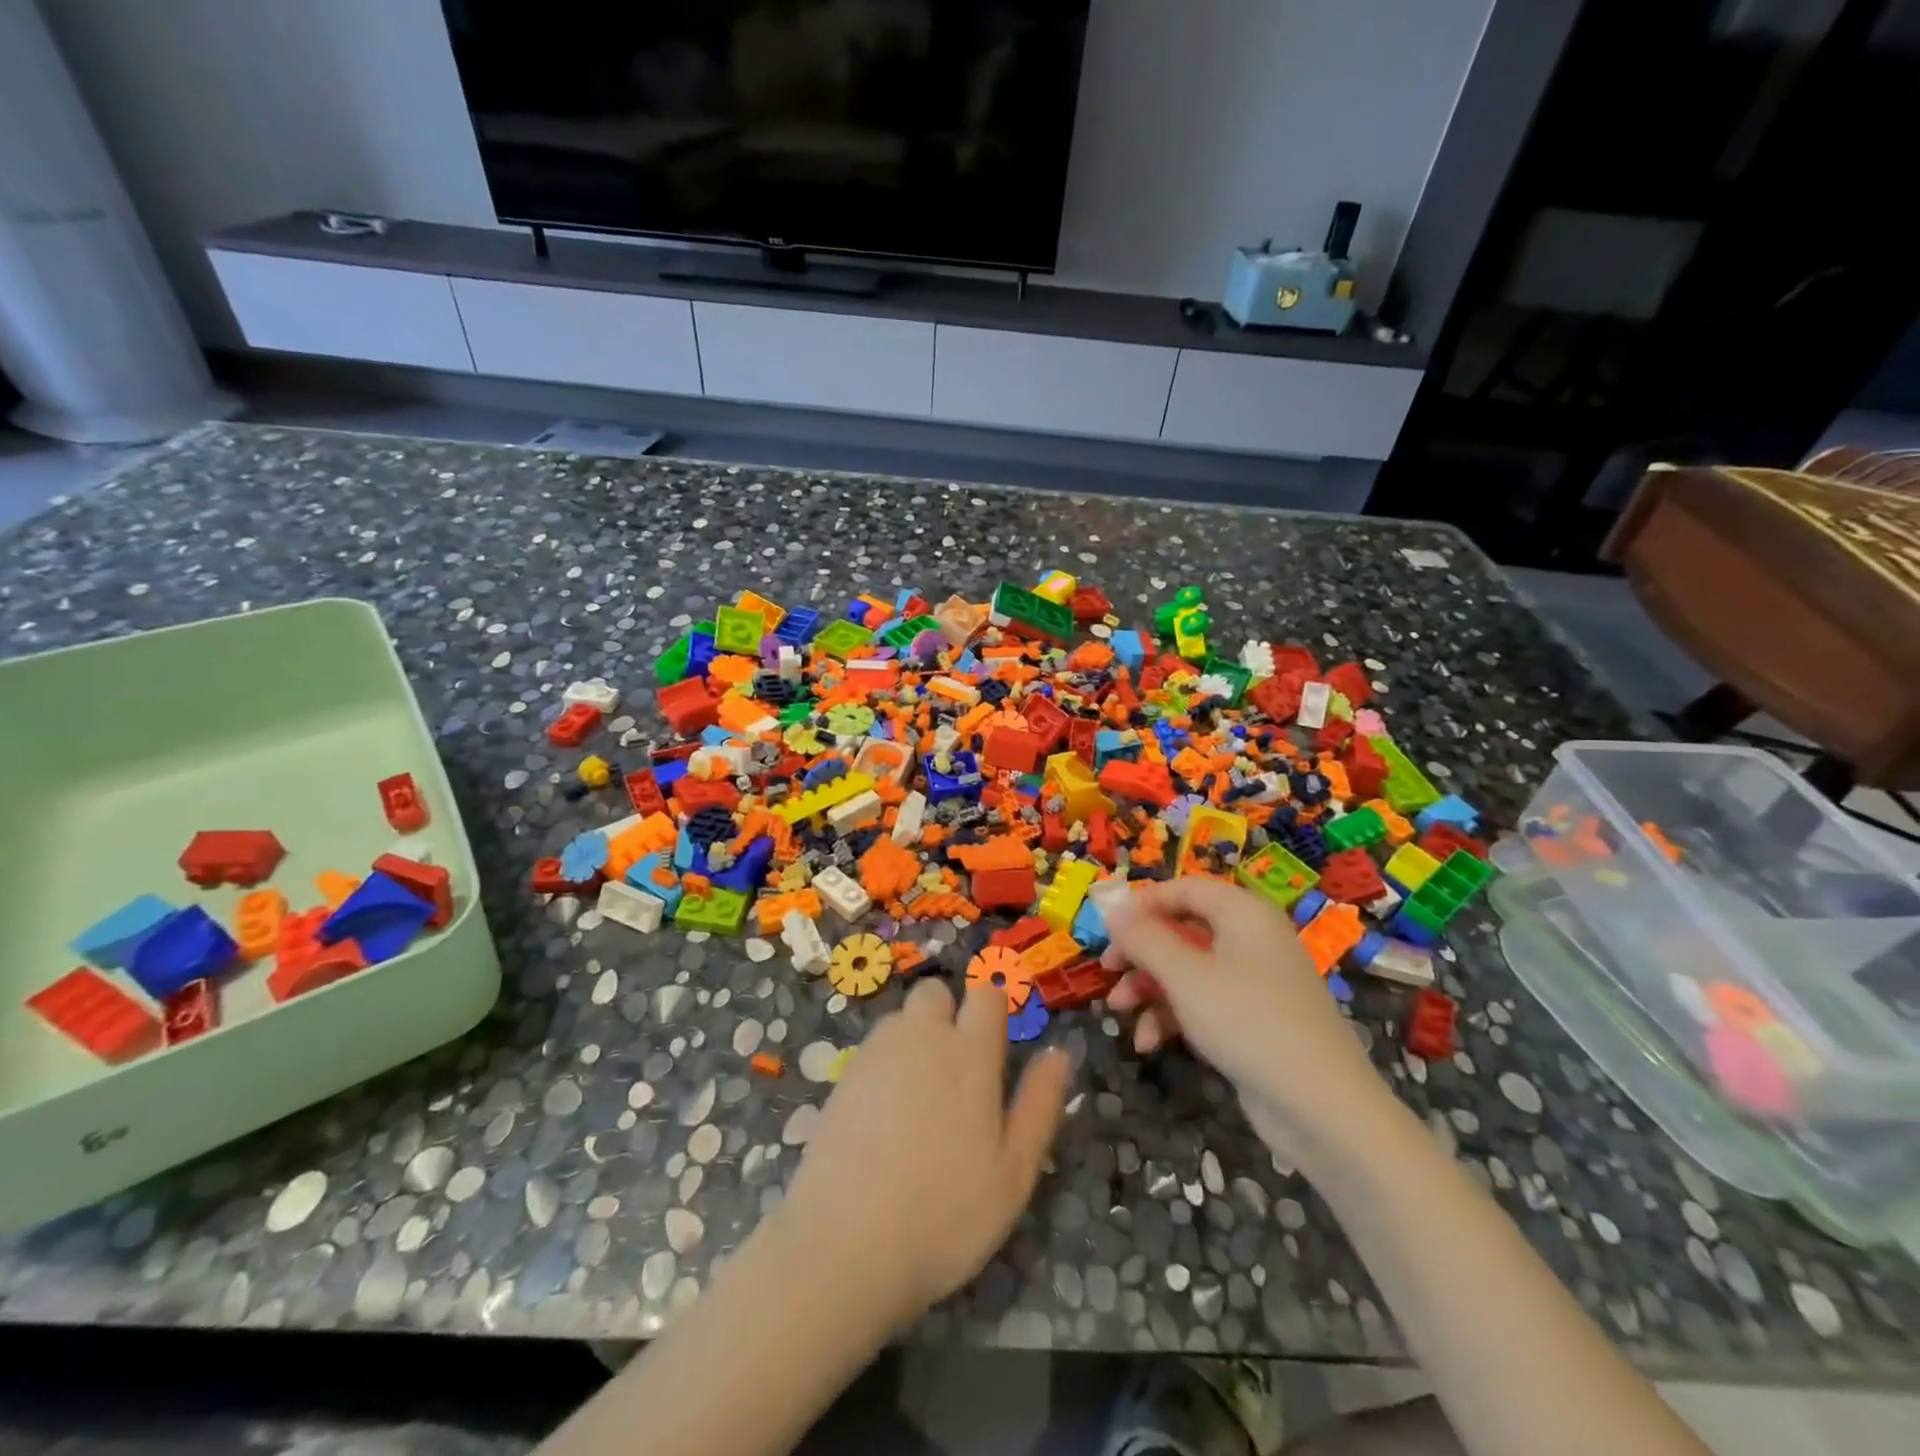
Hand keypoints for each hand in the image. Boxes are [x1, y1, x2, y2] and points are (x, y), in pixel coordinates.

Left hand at [771, 980, 1071, 1327]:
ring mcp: (876, 1054)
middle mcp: (921, 1037)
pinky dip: (883, 1066)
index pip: (986, 995)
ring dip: (914, 1039)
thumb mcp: (1014, 1172)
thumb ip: (1039, 1105)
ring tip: (919, 1102)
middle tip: (956, 1074)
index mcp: (970, 1053)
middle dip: (947, 1014)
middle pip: (935, 993)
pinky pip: (871, 1050)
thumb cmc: (945, 1213)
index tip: (996, 1047)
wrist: (844, 1245)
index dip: (993, 1011)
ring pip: (900, 1019)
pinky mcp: (842, 1077)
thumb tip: (1058, 1053)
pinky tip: (883, 1119)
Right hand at [1101, 878, 1391, 1163]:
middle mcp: (1250, 939)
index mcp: (1242, 913)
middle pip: (1181, 929)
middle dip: (1140, 954)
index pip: (1183, 889)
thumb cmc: (1248, 1022)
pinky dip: (1173, 1017)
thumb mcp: (1184, 975)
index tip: (1106, 929)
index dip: (1142, 904)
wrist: (1321, 1107)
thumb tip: (1113, 907)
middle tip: (1108, 972)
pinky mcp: (1252, 1020)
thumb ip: (1143, 938)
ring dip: (1149, 989)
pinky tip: (1149, 1043)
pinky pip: (1203, 1003)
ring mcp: (1253, 982)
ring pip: (1187, 970)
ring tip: (1120, 1014)